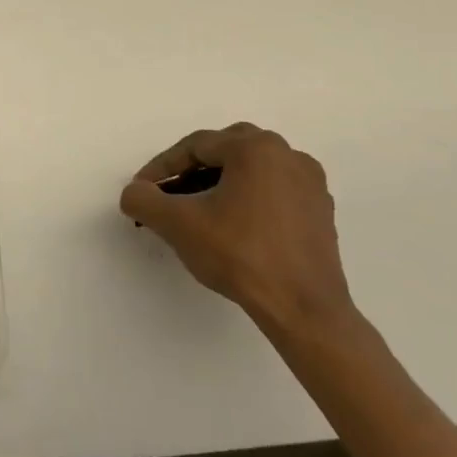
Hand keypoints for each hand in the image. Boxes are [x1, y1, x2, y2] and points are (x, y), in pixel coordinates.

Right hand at [119, 123, 353, 335]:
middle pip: (225, 151)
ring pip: (251, 170)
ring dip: (220, 183)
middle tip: (169, 194)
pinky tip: (233, 225)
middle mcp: (287, 155)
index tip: (142, 191)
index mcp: (255, 148)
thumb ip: (144, 200)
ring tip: (197, 211)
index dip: (162, 167)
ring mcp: (310, 183)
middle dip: (192, 169)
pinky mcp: (320, 212)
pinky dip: (248, 198)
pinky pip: (274, 191)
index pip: (195, 146)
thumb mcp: (178, 225)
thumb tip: (135, 193)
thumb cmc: (240, 255)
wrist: (304, 310)